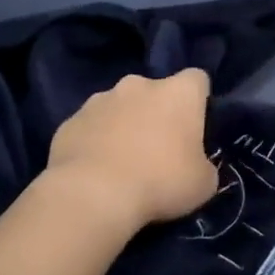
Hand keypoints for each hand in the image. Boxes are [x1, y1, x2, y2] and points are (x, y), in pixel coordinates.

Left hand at [44, 70, 217, 236]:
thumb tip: (197, 166)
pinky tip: (96, 171)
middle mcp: (139, 84)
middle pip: (155, 91)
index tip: (196, 127)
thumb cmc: (160, 182)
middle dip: (157, 113)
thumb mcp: (203, 183)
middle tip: (159, 149)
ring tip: (123, 162)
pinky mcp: (70, 120)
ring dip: (124, 125)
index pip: (197, 80)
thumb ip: (204, 165)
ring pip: (120, 107)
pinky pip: (90, 127)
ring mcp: (100, 99)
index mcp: (178, 92)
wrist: (92, 195)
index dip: (198, 101)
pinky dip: (95, 141)